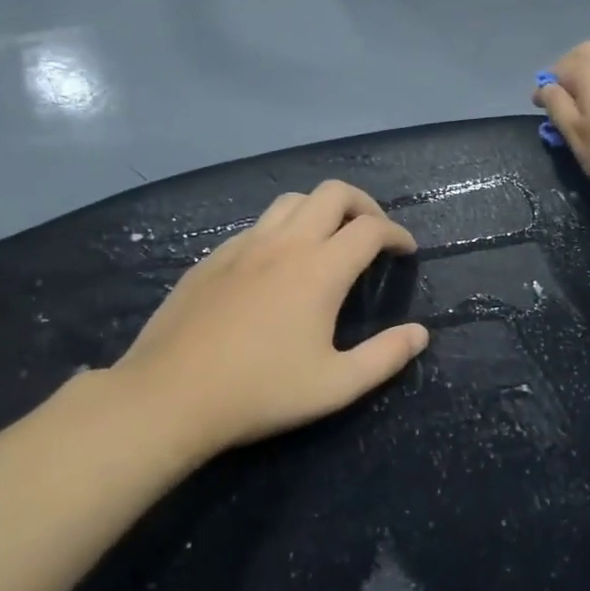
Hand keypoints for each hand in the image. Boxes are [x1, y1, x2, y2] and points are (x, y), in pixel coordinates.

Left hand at [108, 181, 429, 463]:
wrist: (168, 397)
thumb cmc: (260, 392)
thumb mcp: (335, 386)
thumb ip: (385, 357)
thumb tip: (421, 334)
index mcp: (320, 270)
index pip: (370, 229)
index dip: (397, 234)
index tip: (406, 251)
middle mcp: (284, 244)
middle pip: (333, 193)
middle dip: (363, 205)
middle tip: (373, 234)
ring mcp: (243, 246)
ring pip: (291, 201)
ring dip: (321, 210)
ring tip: (329, 240)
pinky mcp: (212, 258)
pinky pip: (257, 225)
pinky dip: (283, 229)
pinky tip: (278, 265)